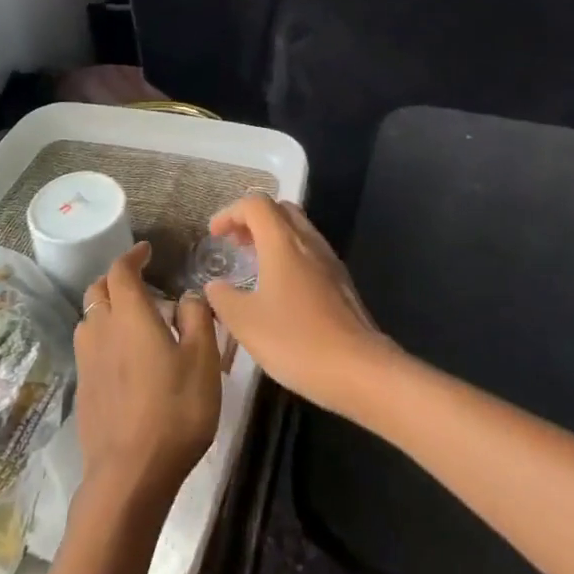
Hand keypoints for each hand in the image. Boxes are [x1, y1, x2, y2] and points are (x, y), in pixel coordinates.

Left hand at [73, 242, 222, 505]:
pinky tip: (123, 357)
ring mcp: (87, 361)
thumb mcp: (203, 360)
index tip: (146, 251)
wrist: (130, 476)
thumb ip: (197, 318)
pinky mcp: (83, 389)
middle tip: (140, 283)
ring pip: (90, 318)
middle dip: (116, 279)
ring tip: (131, 319)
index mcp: (130, 314)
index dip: (132, 256)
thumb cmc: (174, 410)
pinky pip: (89, 347)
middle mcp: (101, 329)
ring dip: (106, 308)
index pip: (121, 270)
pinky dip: (103, 338)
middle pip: (98, 290)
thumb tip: (188, 295)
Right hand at [202, 196, 395, 414]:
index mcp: (282, 241)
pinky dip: (289, 256)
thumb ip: (223, 298)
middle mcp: (308, 241)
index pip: (255, 204)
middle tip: (234, 244)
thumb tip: (214, 286)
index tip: (214, 235)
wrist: (359, 369)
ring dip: (272, 238)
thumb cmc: (296, 339)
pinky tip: (280, 290)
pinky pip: (310, 252)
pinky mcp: (341, 282)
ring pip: (297, 230)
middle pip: (279, 209)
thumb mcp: (246, 322)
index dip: (230, 213)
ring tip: (253, 265)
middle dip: (253, 220)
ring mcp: (329, 260)